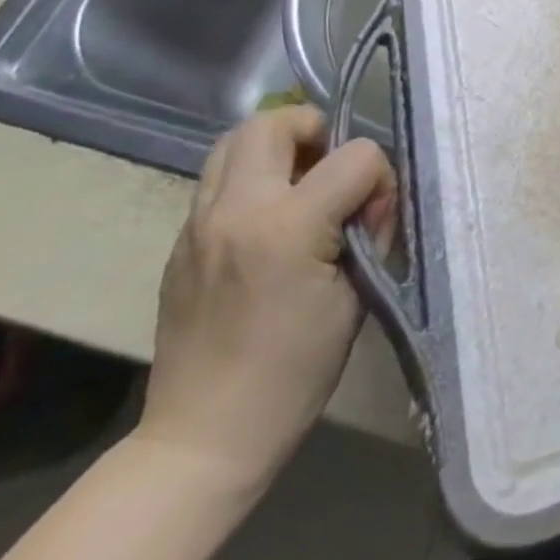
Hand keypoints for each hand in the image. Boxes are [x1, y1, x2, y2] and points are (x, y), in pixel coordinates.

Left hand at [137, 106, 394, 492]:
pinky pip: (218, 180)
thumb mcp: (355, 295)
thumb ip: (366, 230)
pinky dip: (251, 179)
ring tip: (299, 185)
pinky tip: (269, 221)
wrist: (204, 437)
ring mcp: (197, 225)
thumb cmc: (294, 371)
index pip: (356, 155)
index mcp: (287, 227)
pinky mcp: (180, 242)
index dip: (379, 179)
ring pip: (234, 140)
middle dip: (316, 131)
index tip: (376, 220)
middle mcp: (235, 211)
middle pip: (275, 122)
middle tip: (332, 170)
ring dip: (276, 147)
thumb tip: (367, 199)